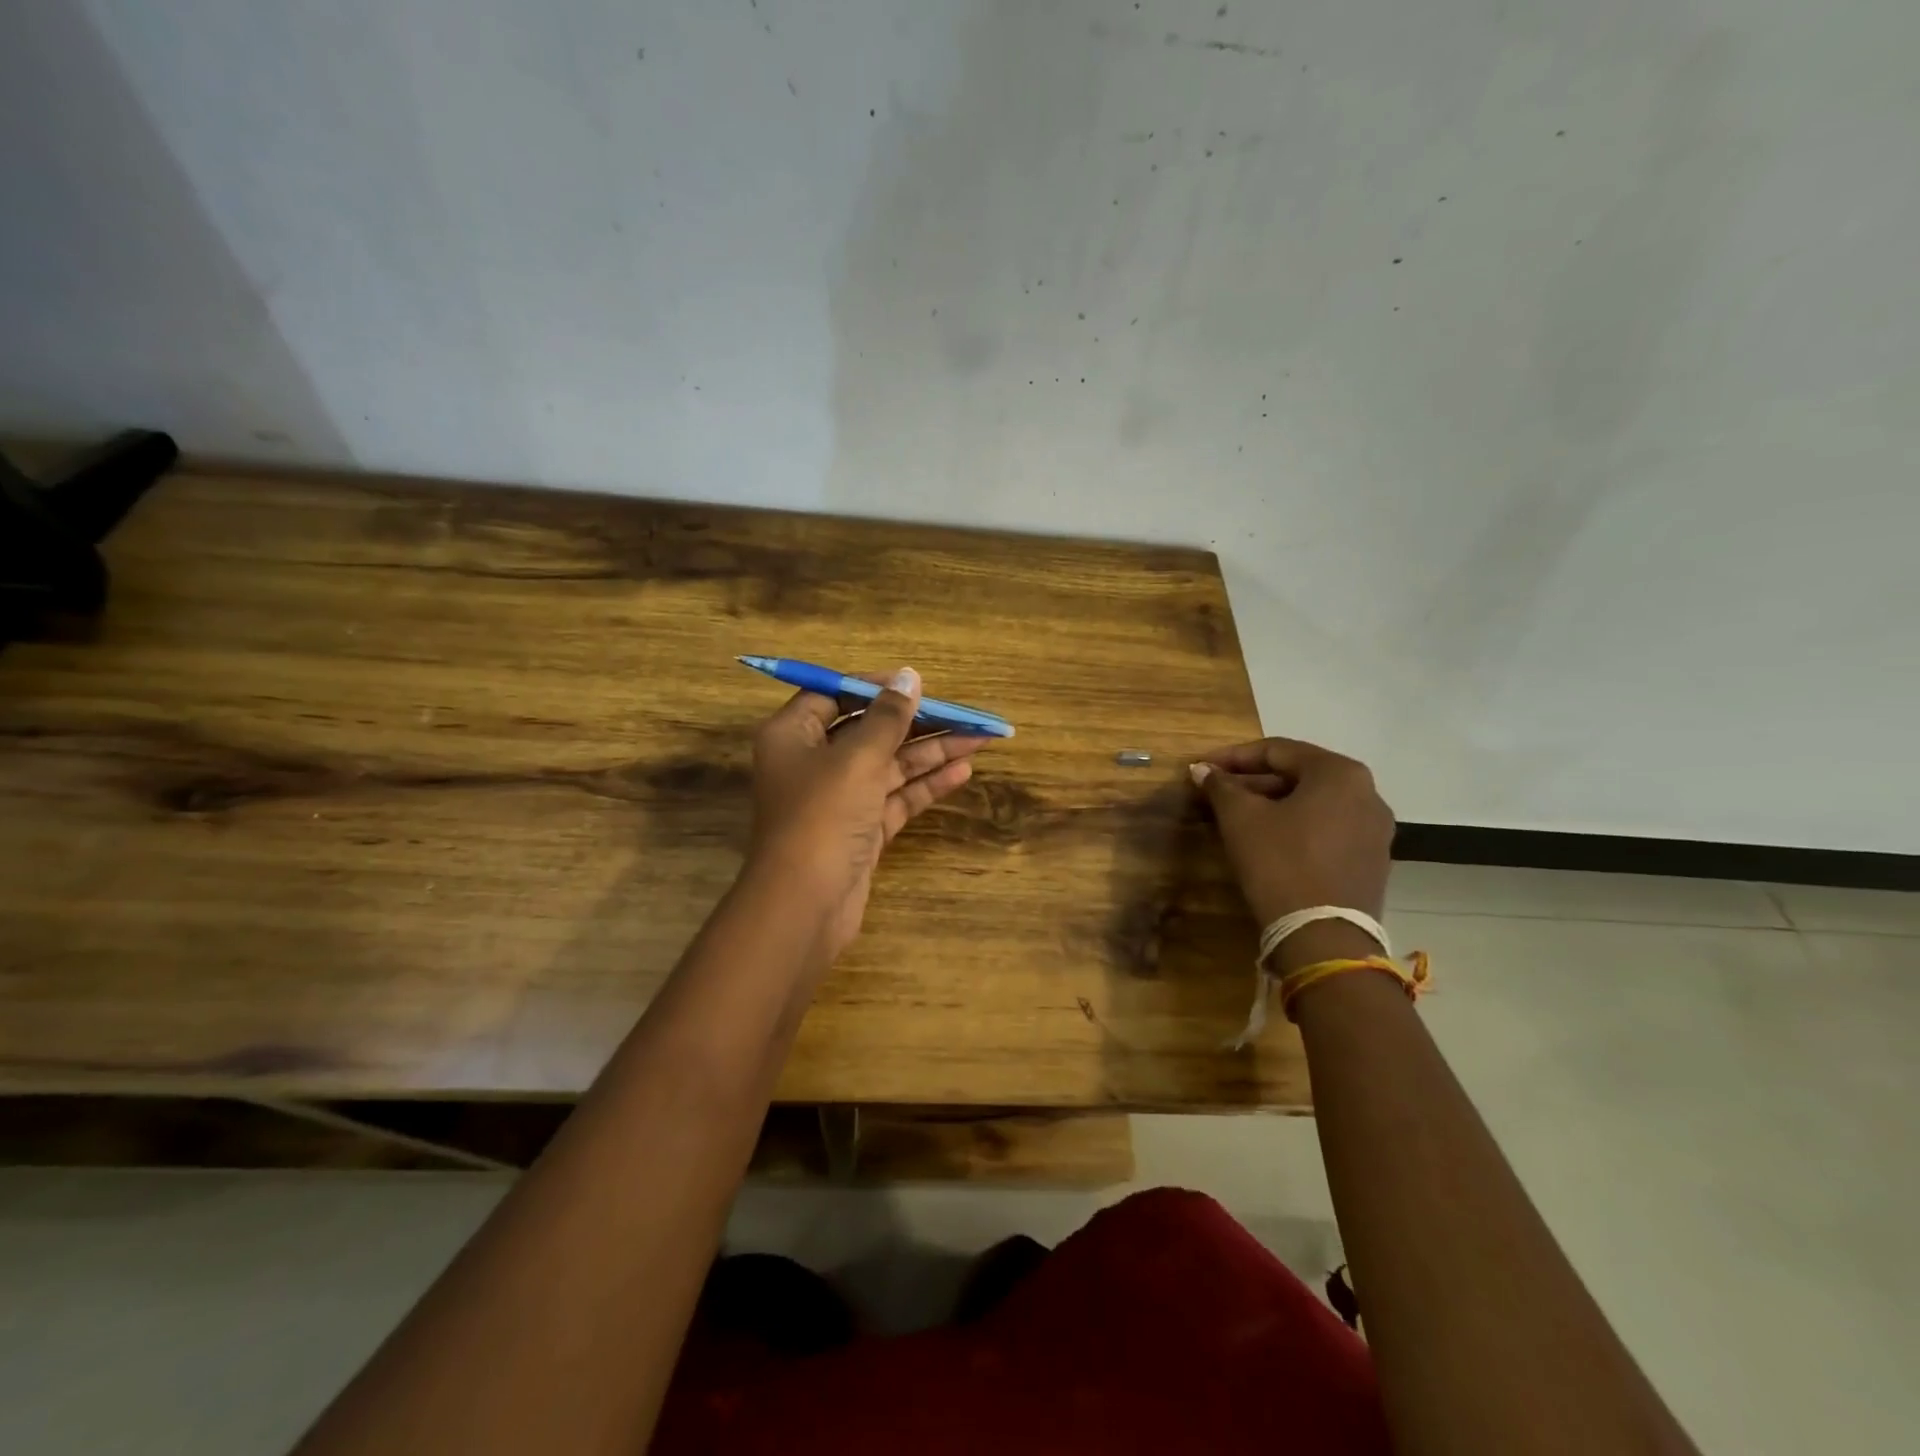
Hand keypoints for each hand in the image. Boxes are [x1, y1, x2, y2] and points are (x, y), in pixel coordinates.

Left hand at [745, 667, 988, 961]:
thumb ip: (888, 717)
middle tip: (963, 713)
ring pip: (889, 765)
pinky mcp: (860, 829)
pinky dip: (926, 784)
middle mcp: (813, 762)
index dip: (875, 687)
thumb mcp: (857, 758)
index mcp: (793, 735)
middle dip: (917, 722)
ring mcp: (838, 799)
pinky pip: (896, 797)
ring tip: (980, 737)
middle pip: (869, 731)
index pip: (834, 696)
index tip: (916, 684)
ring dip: (932, 752)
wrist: (805, 905)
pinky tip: (963, 771)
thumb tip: (910, 676)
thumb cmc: (822, 816)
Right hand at [1189, 738, 1394, 925]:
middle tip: (1216, 792)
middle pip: (1299, 775)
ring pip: (1314, 803)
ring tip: (1236, 815)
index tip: (1201, 767)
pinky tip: (1267, 840)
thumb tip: (1202, 769)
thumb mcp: (1241, 819)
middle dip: (1253, 781)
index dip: (1233, 757)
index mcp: (1339, 773)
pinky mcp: (1372, 862)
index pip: (1277, 750)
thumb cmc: (1280, 863)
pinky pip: (1327, 829)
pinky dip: (1295, 826)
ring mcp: (1375, 830)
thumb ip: (1221, 786)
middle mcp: (1367, 793)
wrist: (1323, 938)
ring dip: (1273, 804)